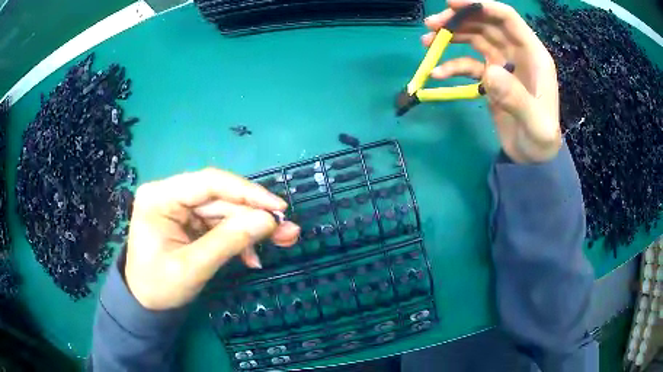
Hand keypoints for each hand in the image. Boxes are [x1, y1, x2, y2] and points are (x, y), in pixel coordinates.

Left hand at [125, 168, 300, 309]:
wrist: (146, 304)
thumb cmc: (159, 287)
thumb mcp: (193, 267)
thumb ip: (229, 241)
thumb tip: (268, 221)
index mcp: (160, 197)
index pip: (209, 183)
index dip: (247, 193)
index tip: (279, 207)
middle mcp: (170, 194)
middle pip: (221, 198)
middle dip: (255, 216)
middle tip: (288, 232)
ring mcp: (181, 207)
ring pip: (225, 211)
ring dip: (252, 229)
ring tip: (282, 242)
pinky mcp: (189, 221)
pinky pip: (220, 224)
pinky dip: (238, 239)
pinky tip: (251, 256)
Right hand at [424, 0, 560, 162]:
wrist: (533, 159)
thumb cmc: (541, 140)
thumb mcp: (536, 124)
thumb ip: (517, 98)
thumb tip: (489, 72)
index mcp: (533, 55)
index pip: (506, 18)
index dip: (480, 5)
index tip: (451, 4)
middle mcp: (517, 53)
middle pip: (485, 24)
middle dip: (458, 20)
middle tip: (431, 26)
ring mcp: (503, 64)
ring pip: (474, 39)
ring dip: (451, 37)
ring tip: (427, 43)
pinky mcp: (491, 78)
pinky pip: (469, 64)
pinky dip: (453, 66)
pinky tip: (438, 74)